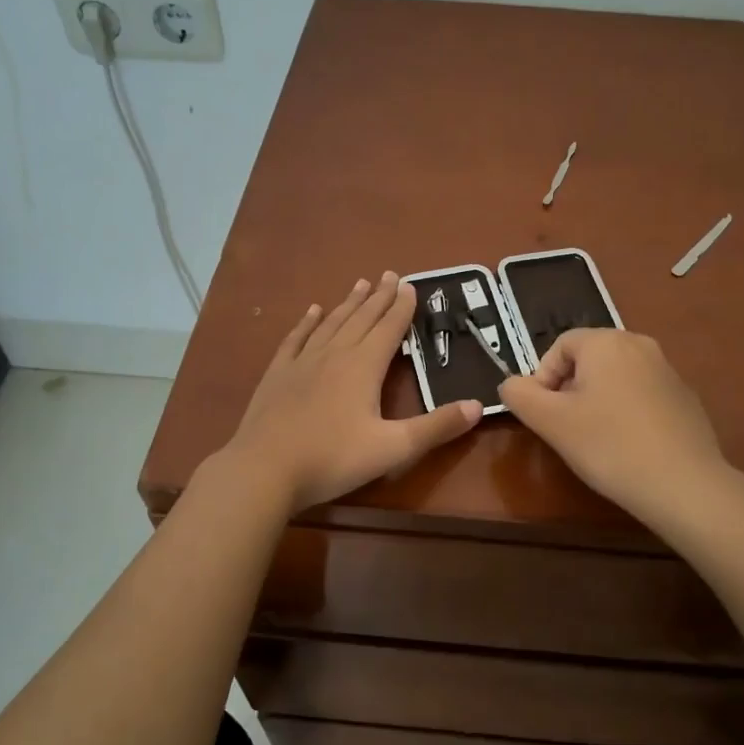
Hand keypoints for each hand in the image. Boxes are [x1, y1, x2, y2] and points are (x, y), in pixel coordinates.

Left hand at [222, 273, 482, 511]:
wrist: (265, 469)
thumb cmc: (333, 459)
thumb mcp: (393, 448)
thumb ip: (436, 427)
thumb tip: (478, 405)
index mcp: (363, 367)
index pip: (388, 329)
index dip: (402, 308)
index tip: (411, 285)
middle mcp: (334, 354)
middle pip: (361, 318)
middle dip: (379, 297)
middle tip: (391, 275)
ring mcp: (302, 362)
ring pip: (331, 323)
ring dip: (348, 303)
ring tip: (360, 284)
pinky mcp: (278, 374)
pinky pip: (296, 338)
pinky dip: (307, 323)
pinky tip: (312, 311)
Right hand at [498, 329, 730, 524]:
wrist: (684, 484)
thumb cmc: (609, 446)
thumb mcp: (551, 422)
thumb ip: (520, 395)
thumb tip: (511, 384)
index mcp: (606, 342)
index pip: (560, 346)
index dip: (543, 378)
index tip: (545, 415)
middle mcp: (640, 345)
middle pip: (589, 359)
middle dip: (570, 390)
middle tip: (567, 428)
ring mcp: (668, 370)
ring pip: (616, 378)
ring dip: (598, 401)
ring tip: (596, 440)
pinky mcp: (685, 398)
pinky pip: (642, 395)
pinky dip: (627, 413)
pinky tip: (629, 447)